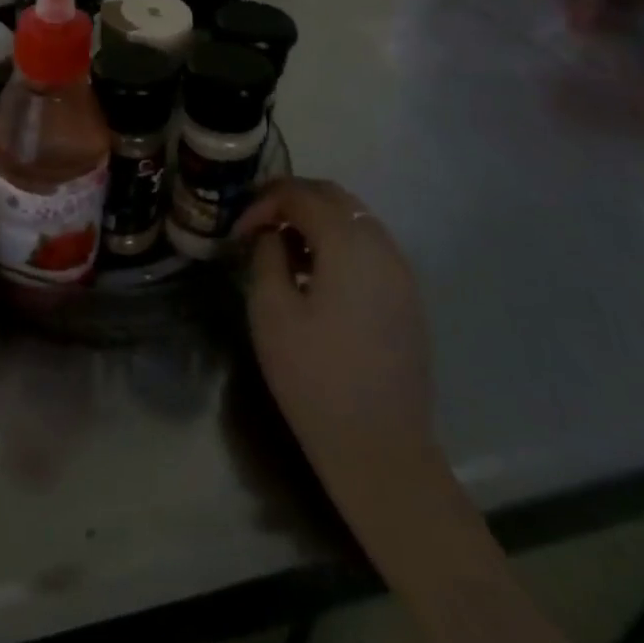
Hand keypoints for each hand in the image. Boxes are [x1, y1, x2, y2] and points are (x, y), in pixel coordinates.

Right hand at [234, 179, 436, 505]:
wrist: (379, 447)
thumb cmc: (313, 376)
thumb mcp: (271, 309)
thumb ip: (266, 255)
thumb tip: (269, 233)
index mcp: (348, 245)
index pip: (301, 195)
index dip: (262, 202)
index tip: (236, 230)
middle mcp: (382, 247)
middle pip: (334, 197)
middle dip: (291, 199)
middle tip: (255, 222)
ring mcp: (401, 273)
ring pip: (355, 219)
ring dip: (315, 219)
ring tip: (281, 247)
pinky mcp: (407, 298)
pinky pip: (369, 247)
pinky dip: (337, 242)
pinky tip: (313, 273)